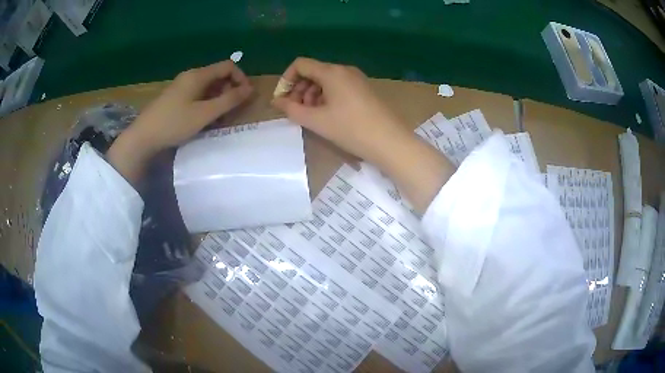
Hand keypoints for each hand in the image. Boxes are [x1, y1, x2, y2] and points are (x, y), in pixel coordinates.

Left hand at [108, 60, 252, 183]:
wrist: (143, 137)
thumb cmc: (174, 123)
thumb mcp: (205, 113)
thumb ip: (229, 100)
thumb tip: (250, 89)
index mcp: (198, 75)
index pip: (228, 66)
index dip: (241, 78)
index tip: (245, 97)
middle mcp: (190, 76)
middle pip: (218, 76)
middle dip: (230, 91)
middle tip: (232, 111)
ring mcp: (181, 87)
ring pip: (208, 87)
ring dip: (218, 99)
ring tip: (219, 119)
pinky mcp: (175, 98)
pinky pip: (197, 95)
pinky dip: (206, 104)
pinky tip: (204, 119)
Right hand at [273, 58, 452, 212]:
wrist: (390, 142)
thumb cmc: (351, 129)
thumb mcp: (316, 120)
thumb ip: (291, 109)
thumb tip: (276, 101)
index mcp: (332, 72)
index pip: (300, 64)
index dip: (286, 79)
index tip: (282, 99)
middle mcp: (344, 70)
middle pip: (313, 71)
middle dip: (299, 89)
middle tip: (296, 110)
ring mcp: (356, 79)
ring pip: (326, 80)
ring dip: (312, 94)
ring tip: (311, 115)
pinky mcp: (364, 89)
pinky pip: (338, 86)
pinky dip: (326, 97)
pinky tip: (327, 114)